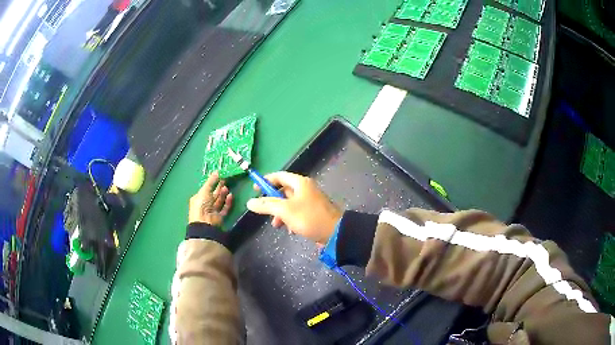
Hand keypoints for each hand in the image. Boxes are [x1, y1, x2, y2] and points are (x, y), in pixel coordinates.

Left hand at [189, 172, 232, 225]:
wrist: (205, 223)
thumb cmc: (201, 205)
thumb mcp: (204, 190)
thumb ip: (211, 181)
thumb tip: (216, 172)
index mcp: (198, 198)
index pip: (206, 189)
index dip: (212, 183)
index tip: (219, 177)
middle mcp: (205, 204)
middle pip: (213, 195)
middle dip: (218, 188)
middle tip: (225, 180)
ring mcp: (212, 211)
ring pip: (219, 201)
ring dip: (223, 194)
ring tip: (226, 188)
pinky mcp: (219, 217)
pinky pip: (225, 208)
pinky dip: (228, 202)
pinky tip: (231, 196)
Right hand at [246, 172, 341, 244]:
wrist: (335, 232)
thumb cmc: (309, 217)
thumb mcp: (285, 210)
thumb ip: (266, 205)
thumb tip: (249, 202)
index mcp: (300, 183)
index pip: (279, 176)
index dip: (266, 181)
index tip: (255, 189)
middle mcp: (306, 189)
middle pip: (283, 191)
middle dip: (273, 203)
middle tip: (265, 212)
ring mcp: (310, 201)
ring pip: (289, 204)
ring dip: (280, 214)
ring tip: (277, 225)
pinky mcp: (313, 212)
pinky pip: (297, 212)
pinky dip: (291, 219)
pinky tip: (291, 230)